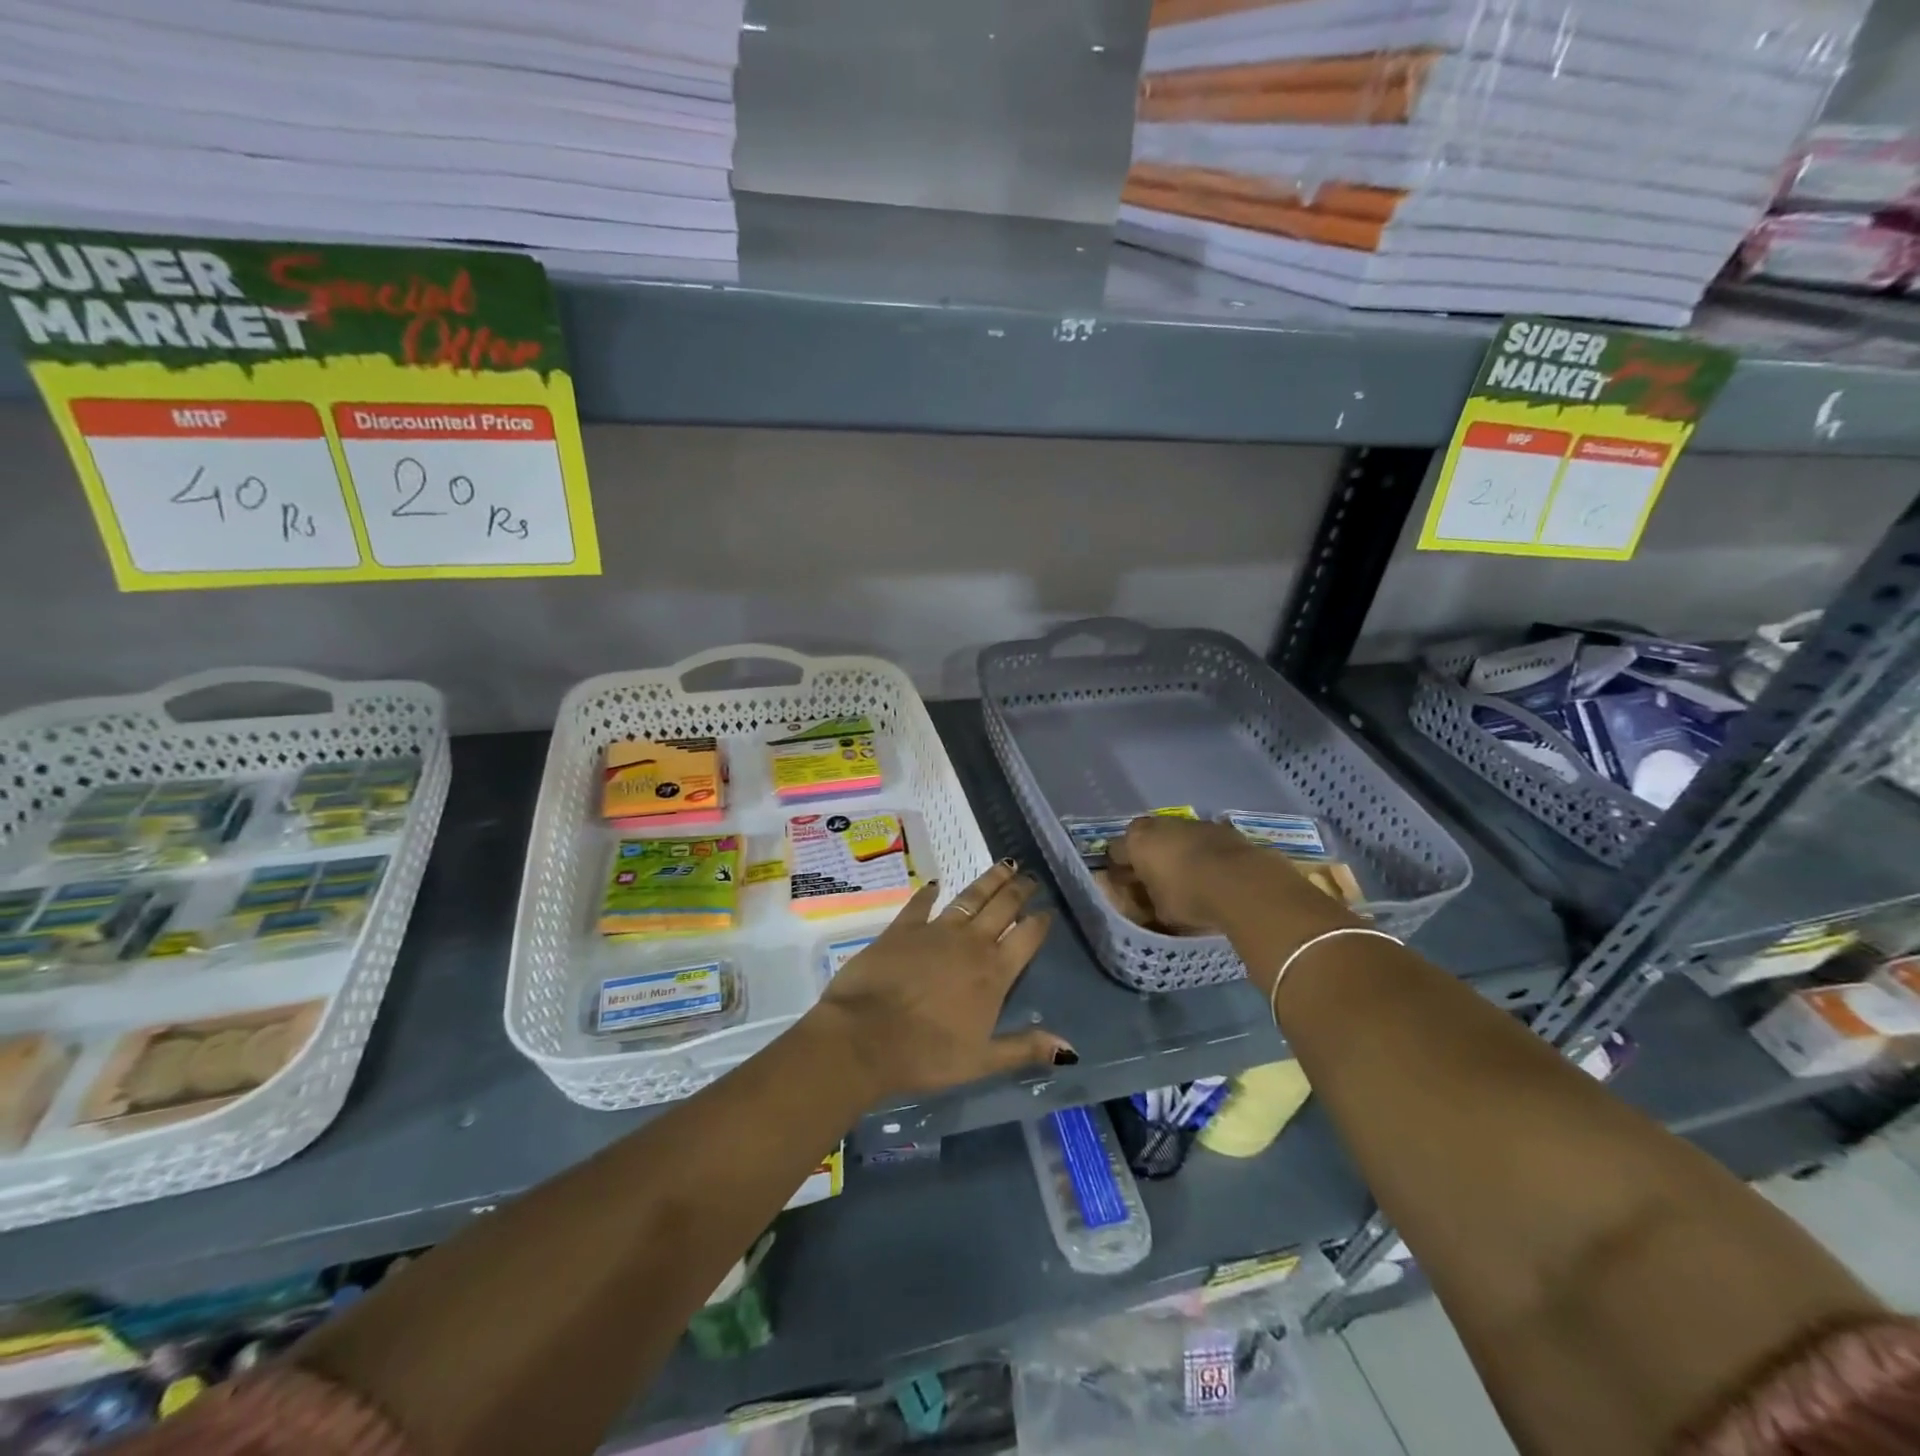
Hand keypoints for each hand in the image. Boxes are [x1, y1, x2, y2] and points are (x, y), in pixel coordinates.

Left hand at [812, 860, 1072, 1098]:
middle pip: (1002, 908)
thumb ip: (1025, 1049)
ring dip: (989, 881)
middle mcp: (970, 944)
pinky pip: (921, 903)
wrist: (865, 1037)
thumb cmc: (927, 1055)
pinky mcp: (903, 928)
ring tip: (1004, 865)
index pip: (1026, 938)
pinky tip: (936, 884)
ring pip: (970, 898)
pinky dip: (930, 892)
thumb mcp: (982, 1061)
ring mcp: (936, 931)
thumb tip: (1070, 1048)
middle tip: (1030, 876)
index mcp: (994, 973)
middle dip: (1019, 890)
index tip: (1048, 910)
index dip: (1039, 922)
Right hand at [1109, 814, 1357, 941]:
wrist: (1244, 882)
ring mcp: (1192, 823)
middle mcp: (1159, 824)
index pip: (1114, 853)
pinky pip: (1201, 841)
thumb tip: (1142, 903)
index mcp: (1136, 841)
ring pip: (1174, 836)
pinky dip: (1201, 853)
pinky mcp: (1220, 828)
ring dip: (1175, 852)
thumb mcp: (1159, 912)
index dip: (1119, 871)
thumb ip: (1146, 903)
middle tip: (1153, 881)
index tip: (1126, 888)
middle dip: (1146, 856)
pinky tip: (1210, 874)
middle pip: (1144, 838)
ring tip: (1185, 878)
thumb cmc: (1189, 896)